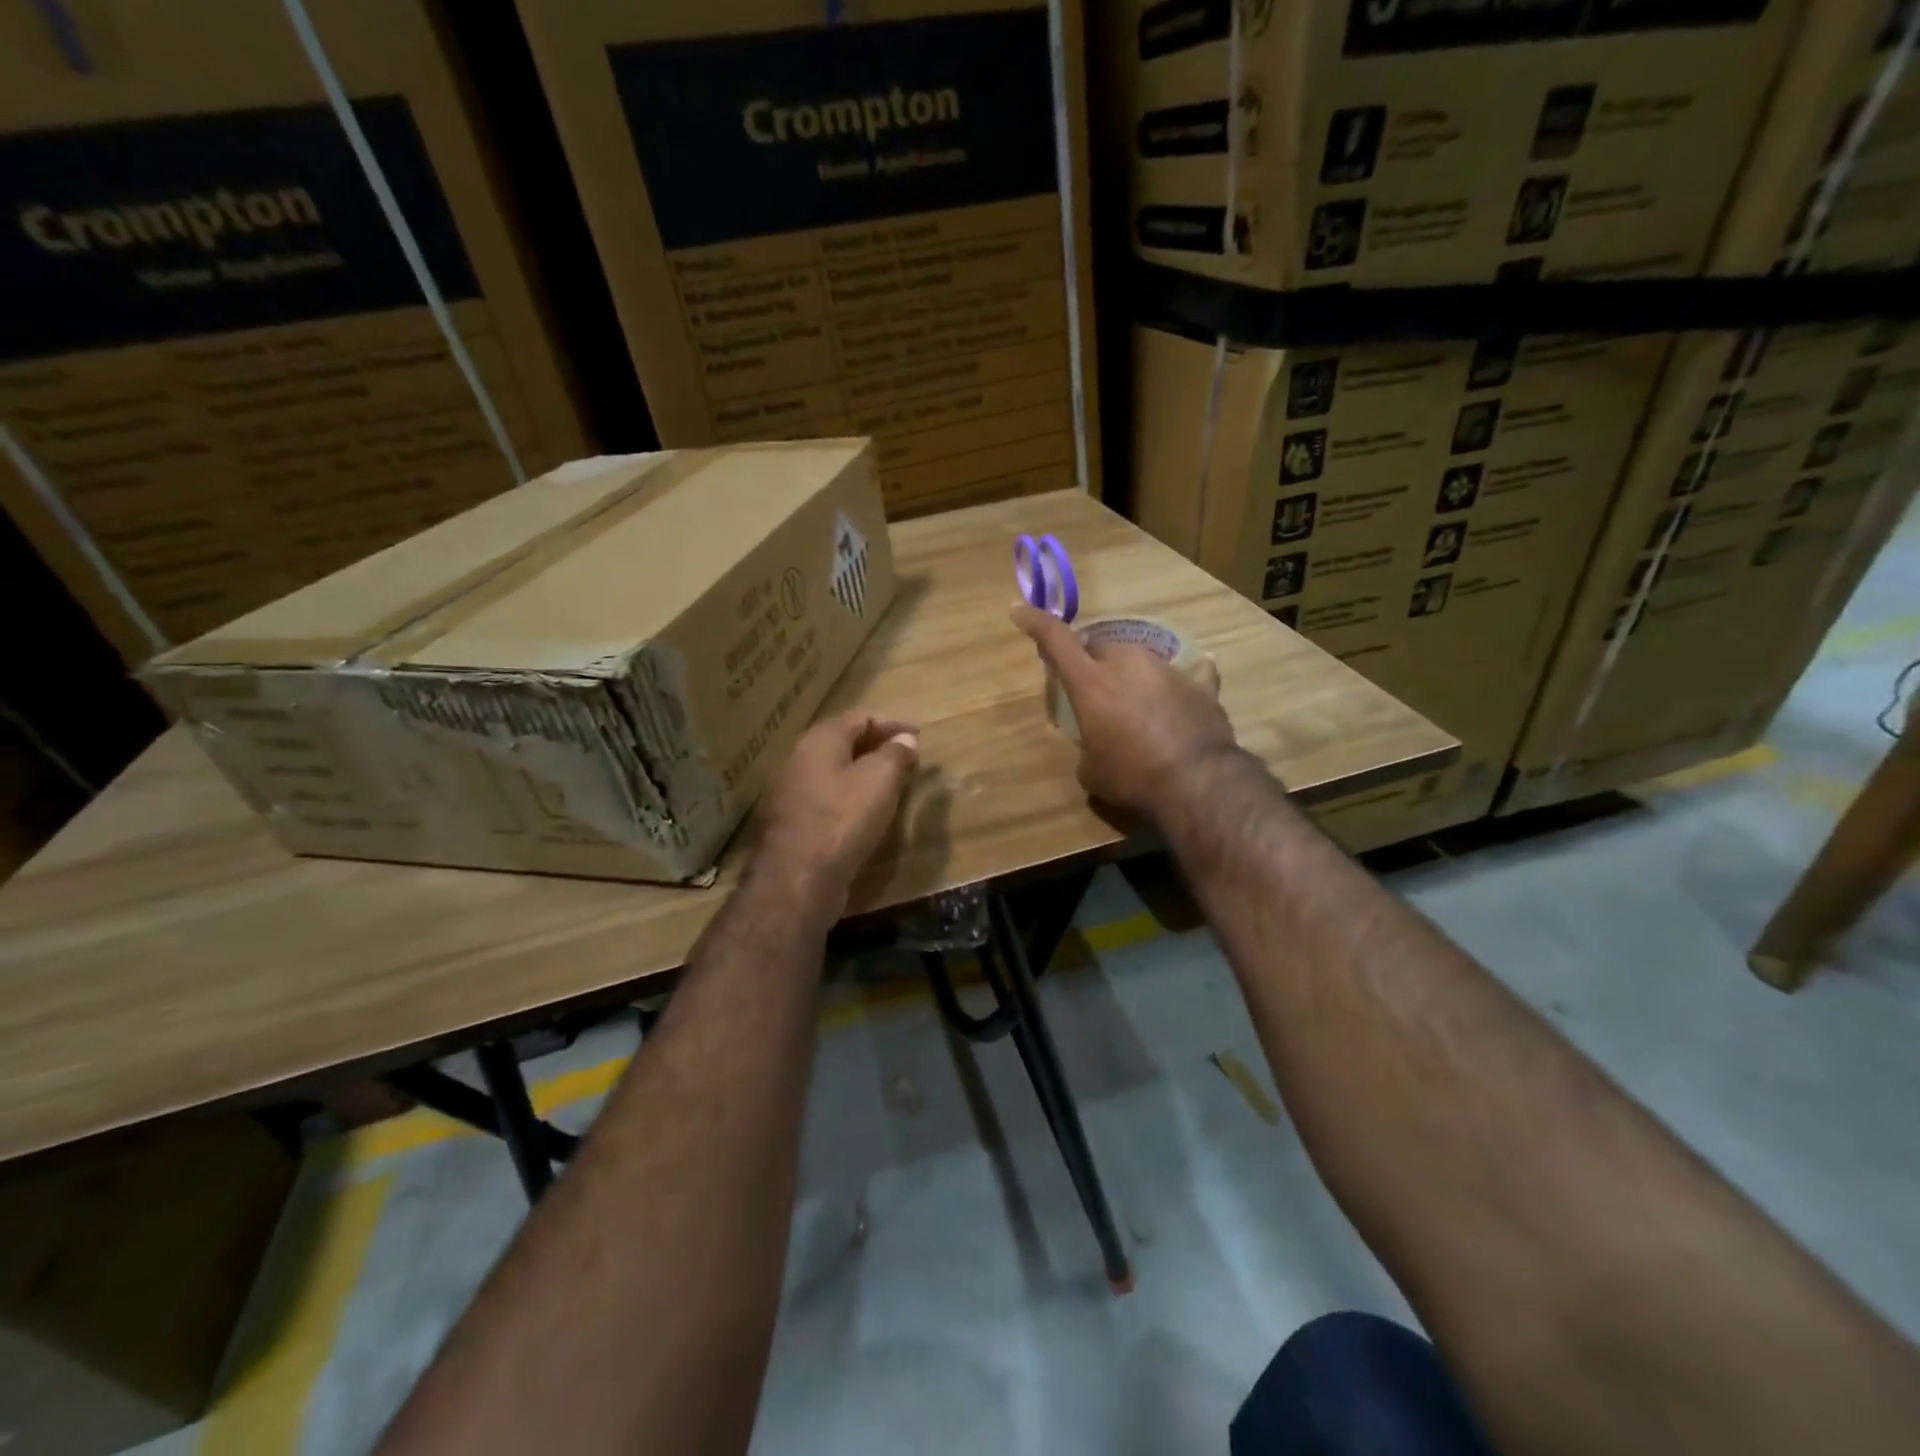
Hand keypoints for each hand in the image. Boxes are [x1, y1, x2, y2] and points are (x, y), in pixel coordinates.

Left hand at [758, 708, 919, 905]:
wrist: (798, 878)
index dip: (893, 723)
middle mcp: (801, 759)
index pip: (861, 717)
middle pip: (844, 741)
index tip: (919, 735)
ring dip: (865, 772)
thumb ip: (896, 754)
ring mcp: (793, 791)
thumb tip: (906, 739)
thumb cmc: (843, 819)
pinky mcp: (794, 821)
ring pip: (835, 770)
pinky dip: (852, 795)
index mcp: (820, 740)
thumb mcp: (880, 780)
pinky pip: (828, 796)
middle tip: (908, 757)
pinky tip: (868, 811)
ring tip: (893, 783)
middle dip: (878, 745)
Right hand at [1012, 603, 1236, 820]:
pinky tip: (1184, 694)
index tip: (1019, 611)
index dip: (1036, 622)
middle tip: (1094, 688)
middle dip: (1092, 662)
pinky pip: (1189, 674)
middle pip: (1101, 647)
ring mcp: (1167, 670)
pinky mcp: (1201, 685)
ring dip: (1132, 676)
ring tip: (1137, 707)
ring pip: (1140, 660)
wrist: (1198, 783)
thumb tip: (1097, 747)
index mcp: (1091, 683)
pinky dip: (1179, 684)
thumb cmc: (1132, 777)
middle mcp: (1128, 664)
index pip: (1056, 639)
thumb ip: (1088, 745)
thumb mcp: (1091, 770)